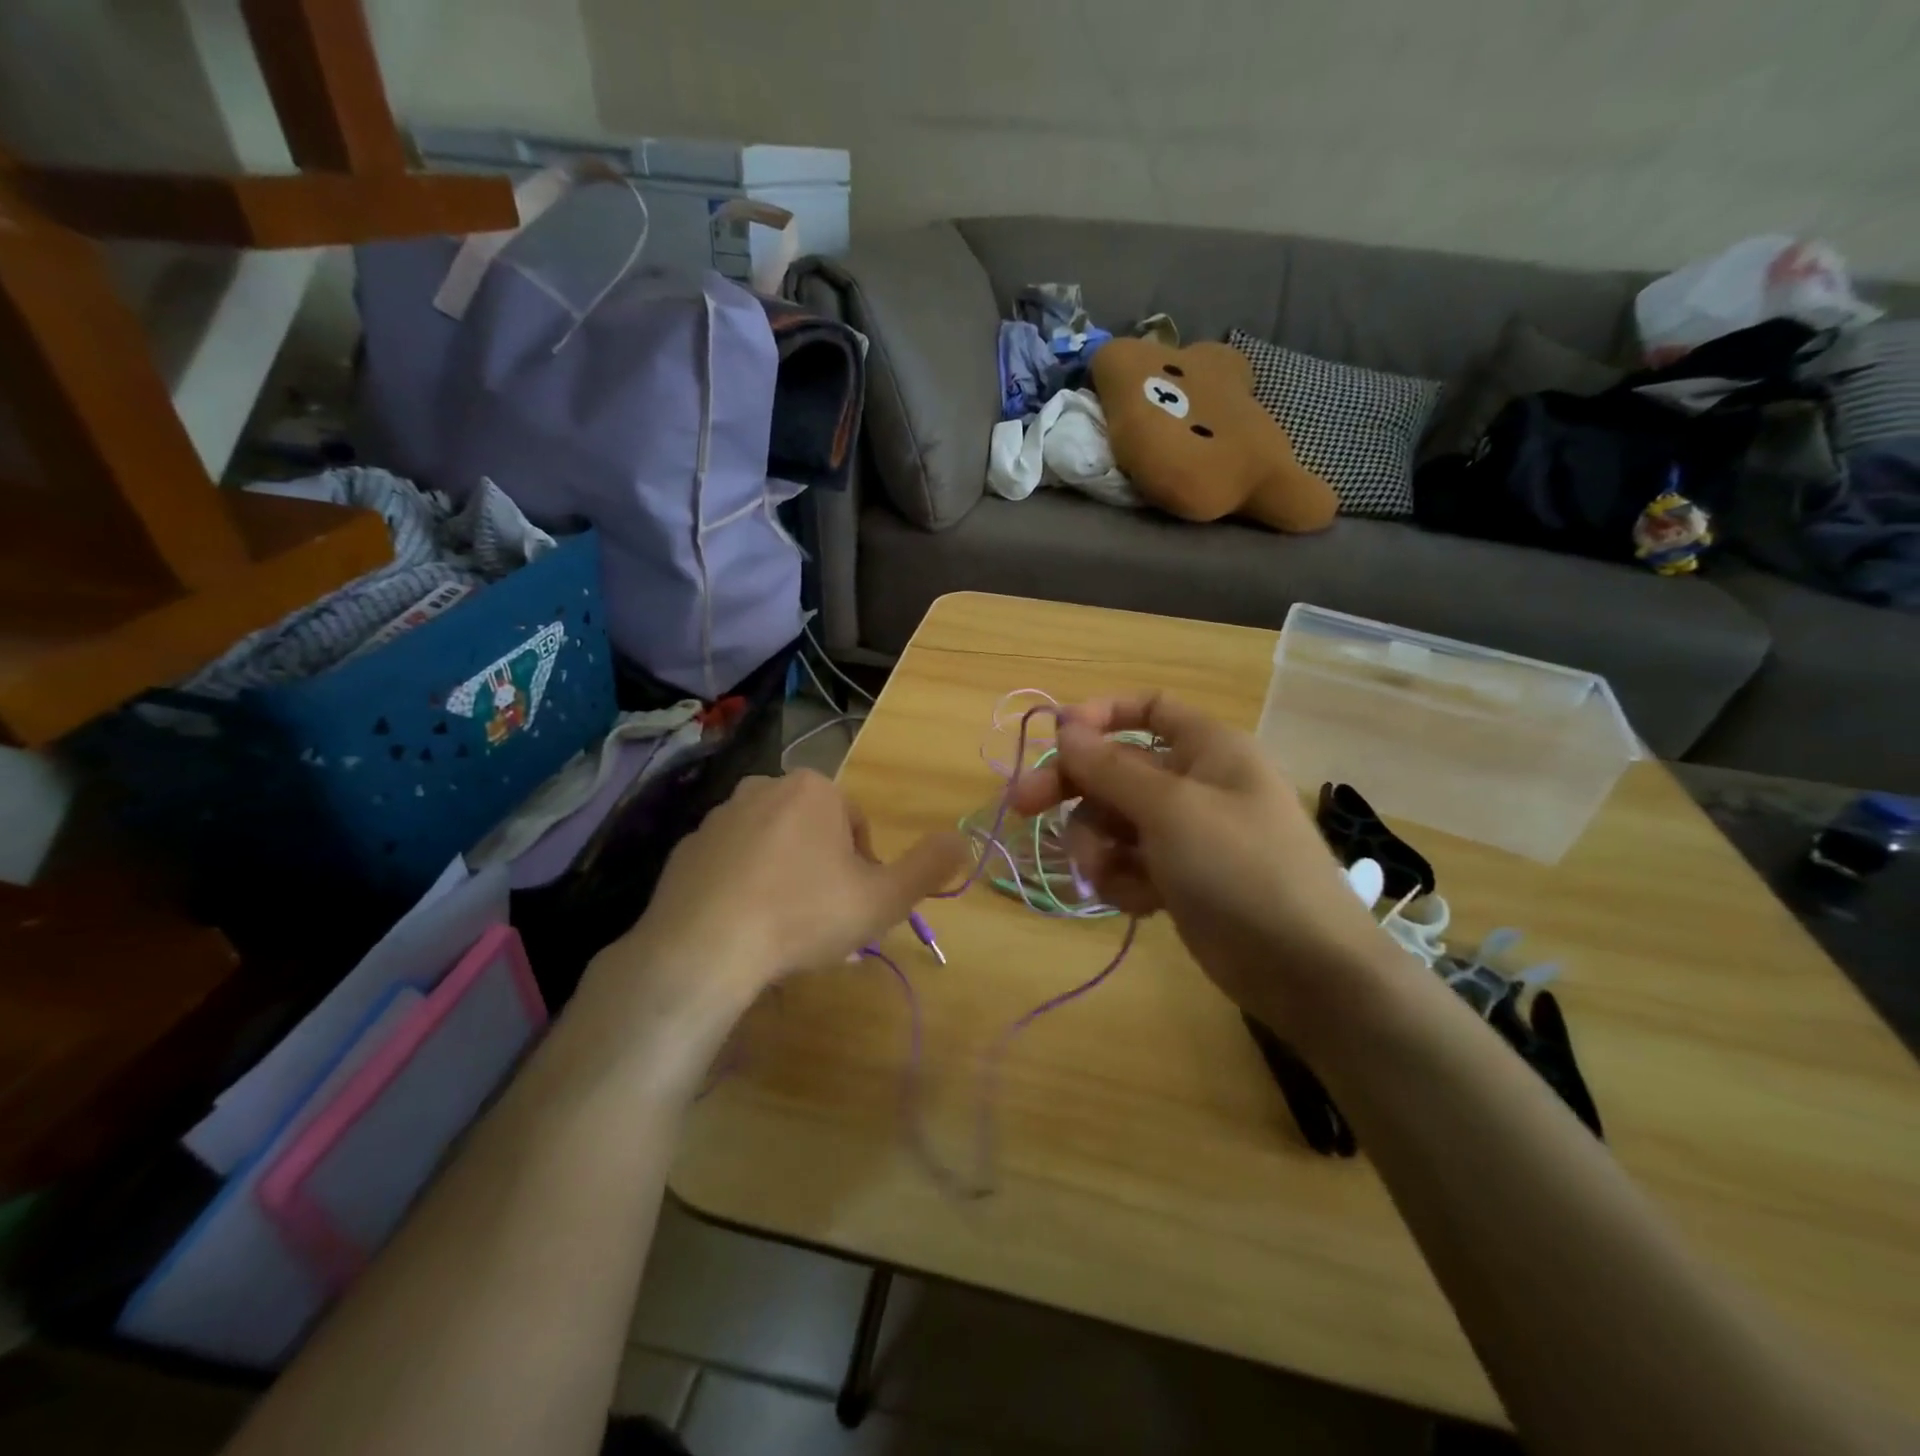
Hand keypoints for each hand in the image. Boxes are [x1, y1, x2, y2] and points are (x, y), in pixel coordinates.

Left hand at [608, 769, 967, 1015]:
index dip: (864, 867)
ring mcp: (718, 817)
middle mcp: (763, 788)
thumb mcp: (883, 897)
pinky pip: (731, 865)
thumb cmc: (804, 914)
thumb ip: (928, 866)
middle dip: (824, 874)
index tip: (856, 906)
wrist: (703, 949)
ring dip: (786, 880)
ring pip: (771, 848)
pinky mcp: (685, 850)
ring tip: (785, 933)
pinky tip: (744, 929)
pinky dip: (744, 888)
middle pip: (813, 833)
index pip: (856, 824)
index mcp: (813, 789)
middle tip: (824, 924)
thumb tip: (962, 839)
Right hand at [1009, 695, 1400, 1024]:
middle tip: (1022, 807)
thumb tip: (1065, 727)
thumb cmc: (1240, 868)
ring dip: (1098, 846)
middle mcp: (1195, 783)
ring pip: (1114, 821)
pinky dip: (1122, 880)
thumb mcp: (1170, 809)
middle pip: (1116, 769)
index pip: (1147, 709)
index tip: (1056, 739)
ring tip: (1107, 875)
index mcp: (1207, 748)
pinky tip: (1138, 903)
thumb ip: (1111, 768)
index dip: (1100, 716)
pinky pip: (1129, 863)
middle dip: (1073, 789)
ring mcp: (1186, 834)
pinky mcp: (1178, 878)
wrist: (1303, 968)